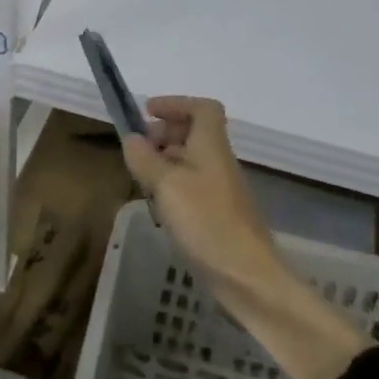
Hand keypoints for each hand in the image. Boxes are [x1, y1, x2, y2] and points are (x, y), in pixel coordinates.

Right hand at [121, 96, 280, 284]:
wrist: (246, 275)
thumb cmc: (206, 220)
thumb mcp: (166, 185)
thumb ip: (145, 158)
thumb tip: (131, 138)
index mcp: (211, 146)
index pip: (203, 108)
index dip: (176, 104)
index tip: (147, 112)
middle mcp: (218, 161)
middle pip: (195, 133)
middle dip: (164, 133)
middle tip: (138, 147)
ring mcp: (219, 189)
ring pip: (191, 160)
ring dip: (165, 160)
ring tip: (141, 176)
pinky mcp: (216, 214)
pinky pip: (191, 185)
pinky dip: (171, 185)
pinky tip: (157, 205)